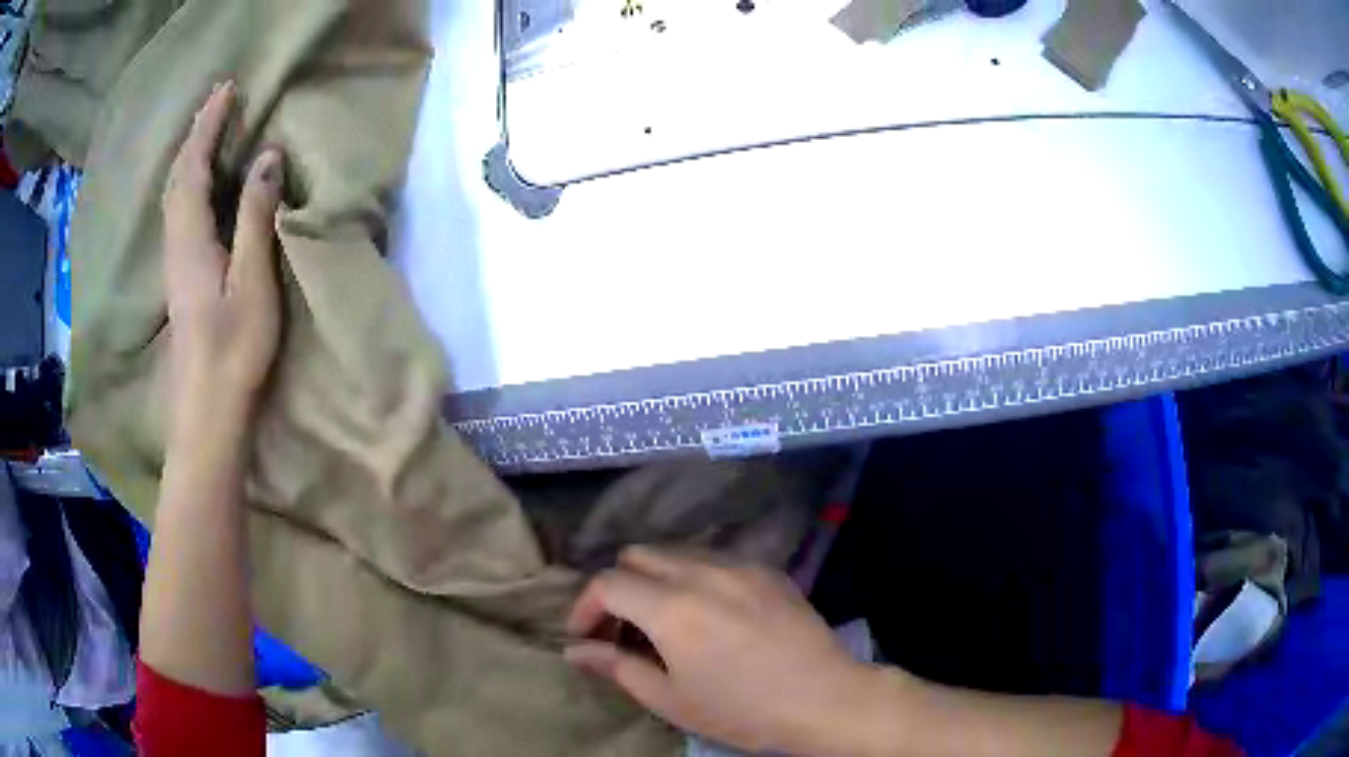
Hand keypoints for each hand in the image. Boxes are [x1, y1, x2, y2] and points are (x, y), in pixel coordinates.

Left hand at [162, 81, 283, 433]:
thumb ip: (256, 218)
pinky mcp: (181, 278)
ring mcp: (175, 263)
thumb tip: (268, 156)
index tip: (228, 89)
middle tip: (220, 101)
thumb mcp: (252, 282)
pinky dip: (190, 183)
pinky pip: (179, 213)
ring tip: (211, 132)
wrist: (206, 412)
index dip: (208, 125)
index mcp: (190, 238)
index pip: (194, 167)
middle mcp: (175, 243)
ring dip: (191, 156)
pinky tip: (201, 185)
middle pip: (178, 177)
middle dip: (197, 134)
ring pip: (175, 195)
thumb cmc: (233, 351)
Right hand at [565, 547, 879, 754]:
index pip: (607, 583)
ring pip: (678, 552)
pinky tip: (711, 614)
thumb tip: (574, 650)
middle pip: (639, 554)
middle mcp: (703, 572)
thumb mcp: (670, 699)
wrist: (825, 699)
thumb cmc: (741, 710)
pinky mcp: (769, 570)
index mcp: (672, 607)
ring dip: (656, 579)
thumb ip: (616, 666)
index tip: (585, 635)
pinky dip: (696, 578)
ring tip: (665, 620)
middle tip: (623, 628)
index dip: (585, 606)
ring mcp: (741, 566)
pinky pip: (716, 559)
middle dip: (619, 586)